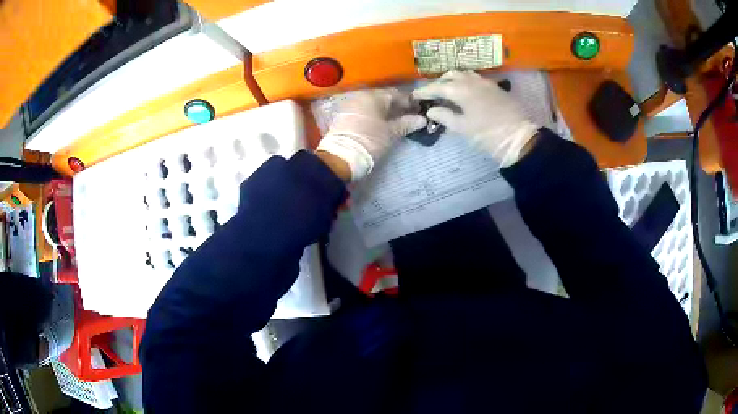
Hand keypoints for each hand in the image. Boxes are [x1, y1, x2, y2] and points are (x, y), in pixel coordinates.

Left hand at [316, 88, 426, 180]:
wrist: (340, 157)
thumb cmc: (369, 141)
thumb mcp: (391, 133)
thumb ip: (406, 123)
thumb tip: (422, 119)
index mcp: (374, 96)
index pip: (396, 94)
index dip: (409, 102)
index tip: (418, 110)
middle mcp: (361, 96)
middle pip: (383, 98)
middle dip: (396, 106)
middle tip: (409, 116)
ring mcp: (351, 105)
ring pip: (373, 104)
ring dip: (385, 111)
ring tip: (396, 121)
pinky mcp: (344, 115)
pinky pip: (364, 110)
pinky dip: (374, 114)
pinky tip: (381, 124)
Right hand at [412, 70, 539, 166]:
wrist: (519, 138)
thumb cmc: (487, 134)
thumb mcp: (463, 128)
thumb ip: (445, 116)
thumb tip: (431, 110)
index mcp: (461, 90)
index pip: (438, 87)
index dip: (425, 91)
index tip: (415, 96)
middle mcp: (472, 81)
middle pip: (451, 75)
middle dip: (439, 82)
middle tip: (433, 94)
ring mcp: (486, 83)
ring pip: (465, 74)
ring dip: (454, 80)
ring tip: (448, 91)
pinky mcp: (496, 88)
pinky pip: (476, 79)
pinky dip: (466, 82)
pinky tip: (466, 93)